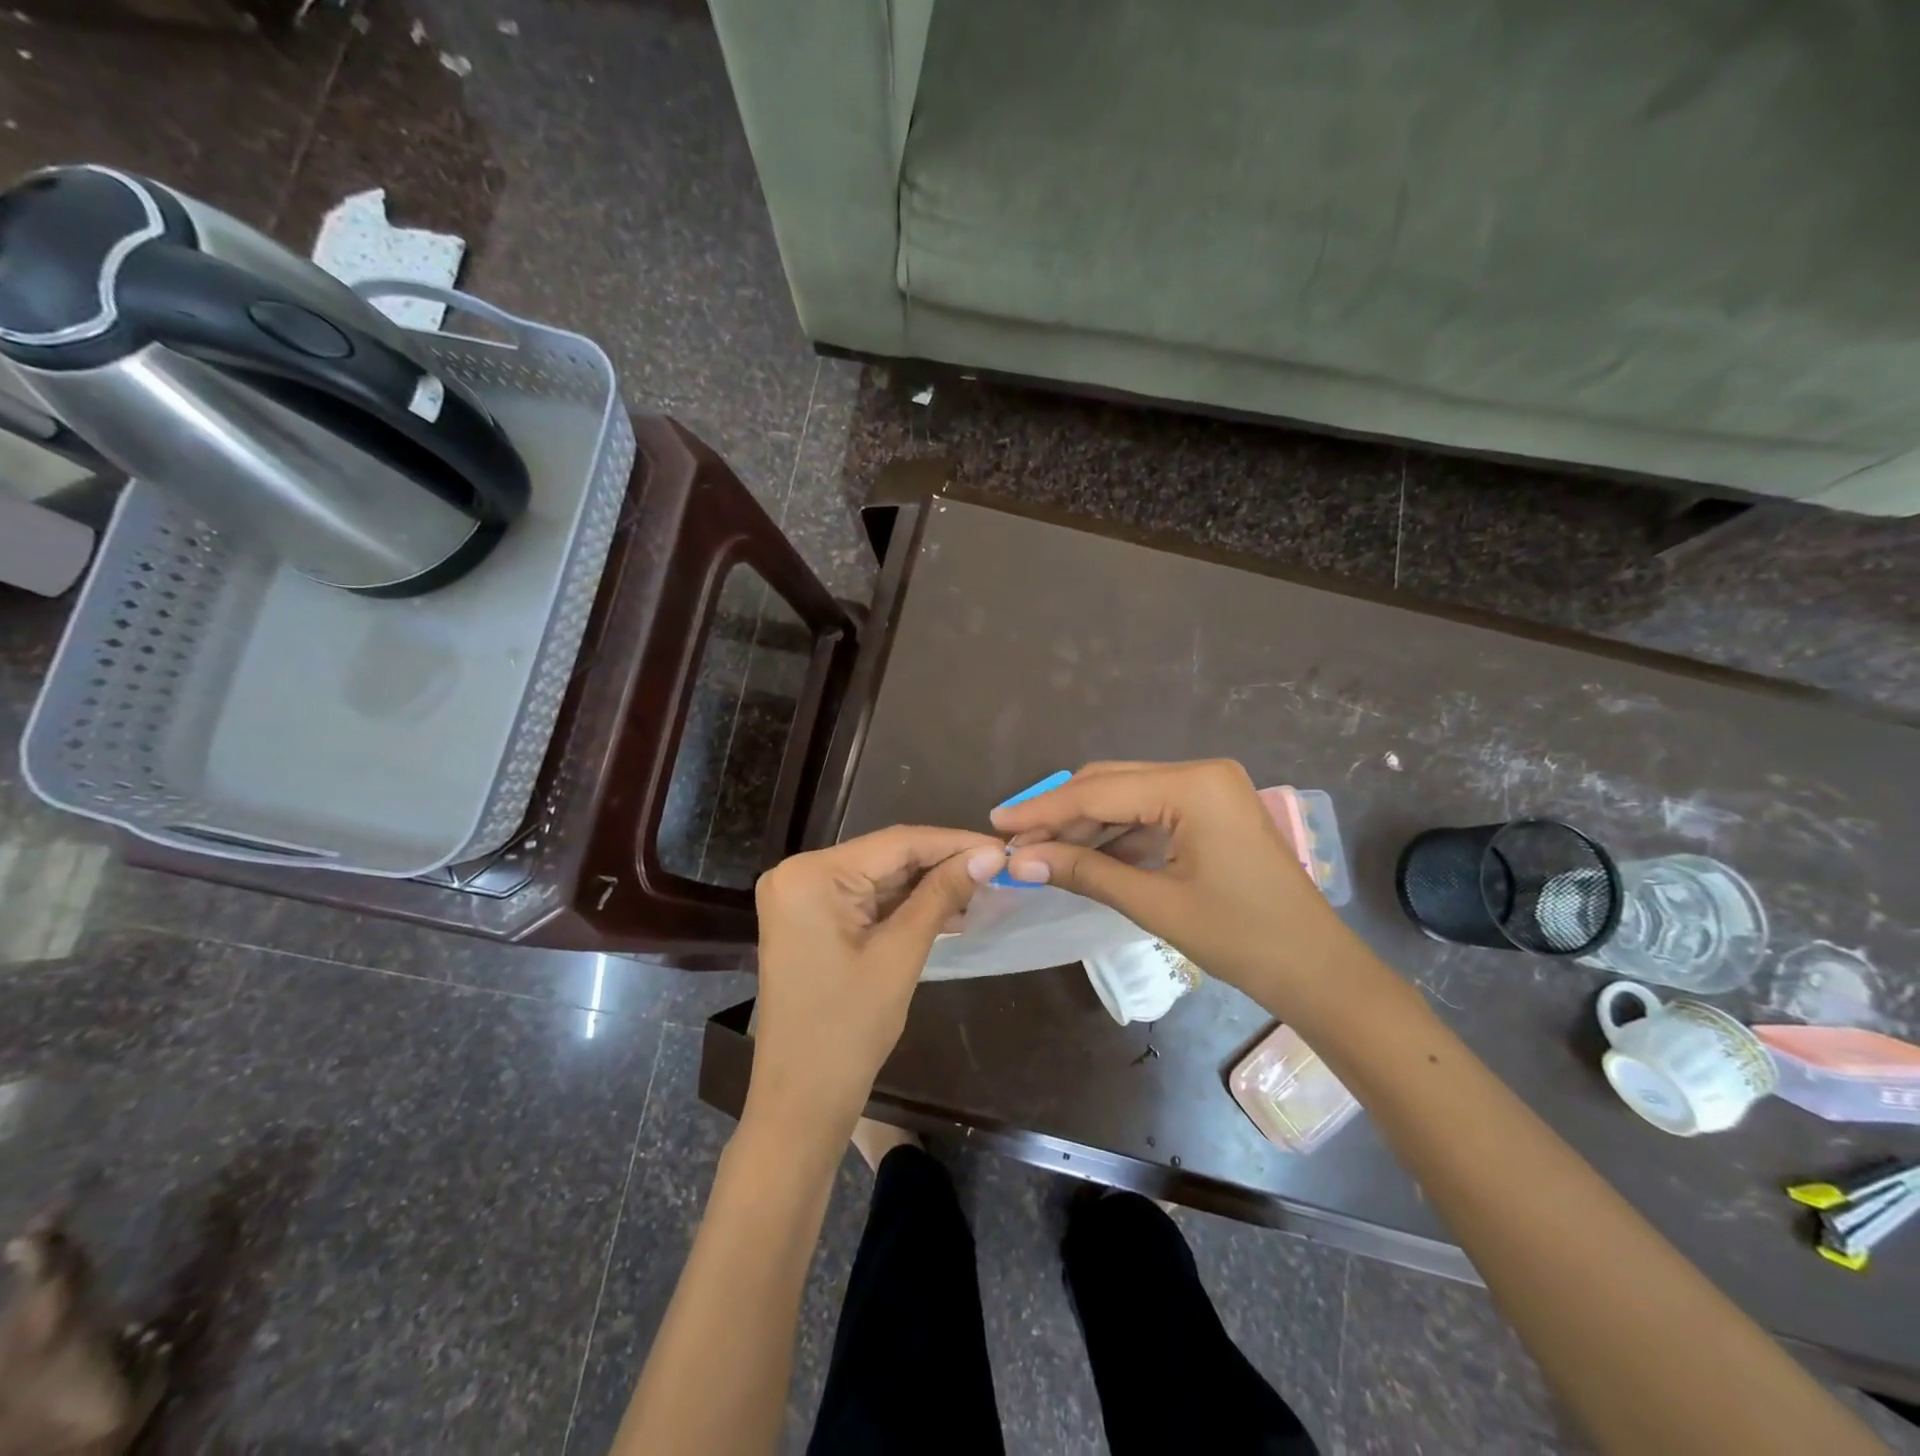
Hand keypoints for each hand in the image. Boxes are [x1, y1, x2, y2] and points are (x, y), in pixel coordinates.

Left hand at [747, 826, 1005, 1142]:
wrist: (800, 1102)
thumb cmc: (848, 1030)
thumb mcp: (900, 955)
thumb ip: (942, 895)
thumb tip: (991, 855)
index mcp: (811, 874)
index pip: (896, 843)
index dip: (954, 842)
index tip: (1003, 847)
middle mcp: (799, 874)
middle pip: (887, 857)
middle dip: (943, 865)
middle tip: (999, 868)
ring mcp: (802, 898)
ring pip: (880, 878)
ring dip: (928, 886)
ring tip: (984, 888)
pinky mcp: (811, 920)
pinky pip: (866, 901)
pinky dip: (905, 906)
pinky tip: (950, 909)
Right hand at [993, 760, 1352, 1002]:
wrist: (1317, 971)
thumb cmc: (1242, 938)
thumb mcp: (1155, 903)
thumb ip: (1084, 872)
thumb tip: (1018, 862)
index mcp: (1193, 784)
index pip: (1099, 791)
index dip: (1043, 810)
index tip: (997, 824)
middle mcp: (1200, 772)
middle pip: (1110, 784)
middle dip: (1060, 814)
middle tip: (1013, 843)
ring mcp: (1208, 790)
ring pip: (1127, 797)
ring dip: (1084, 824)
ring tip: (1038, 853)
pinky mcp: (1210, 812)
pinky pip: (1149, 813)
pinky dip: (1114, 834)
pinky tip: (1081, 854)